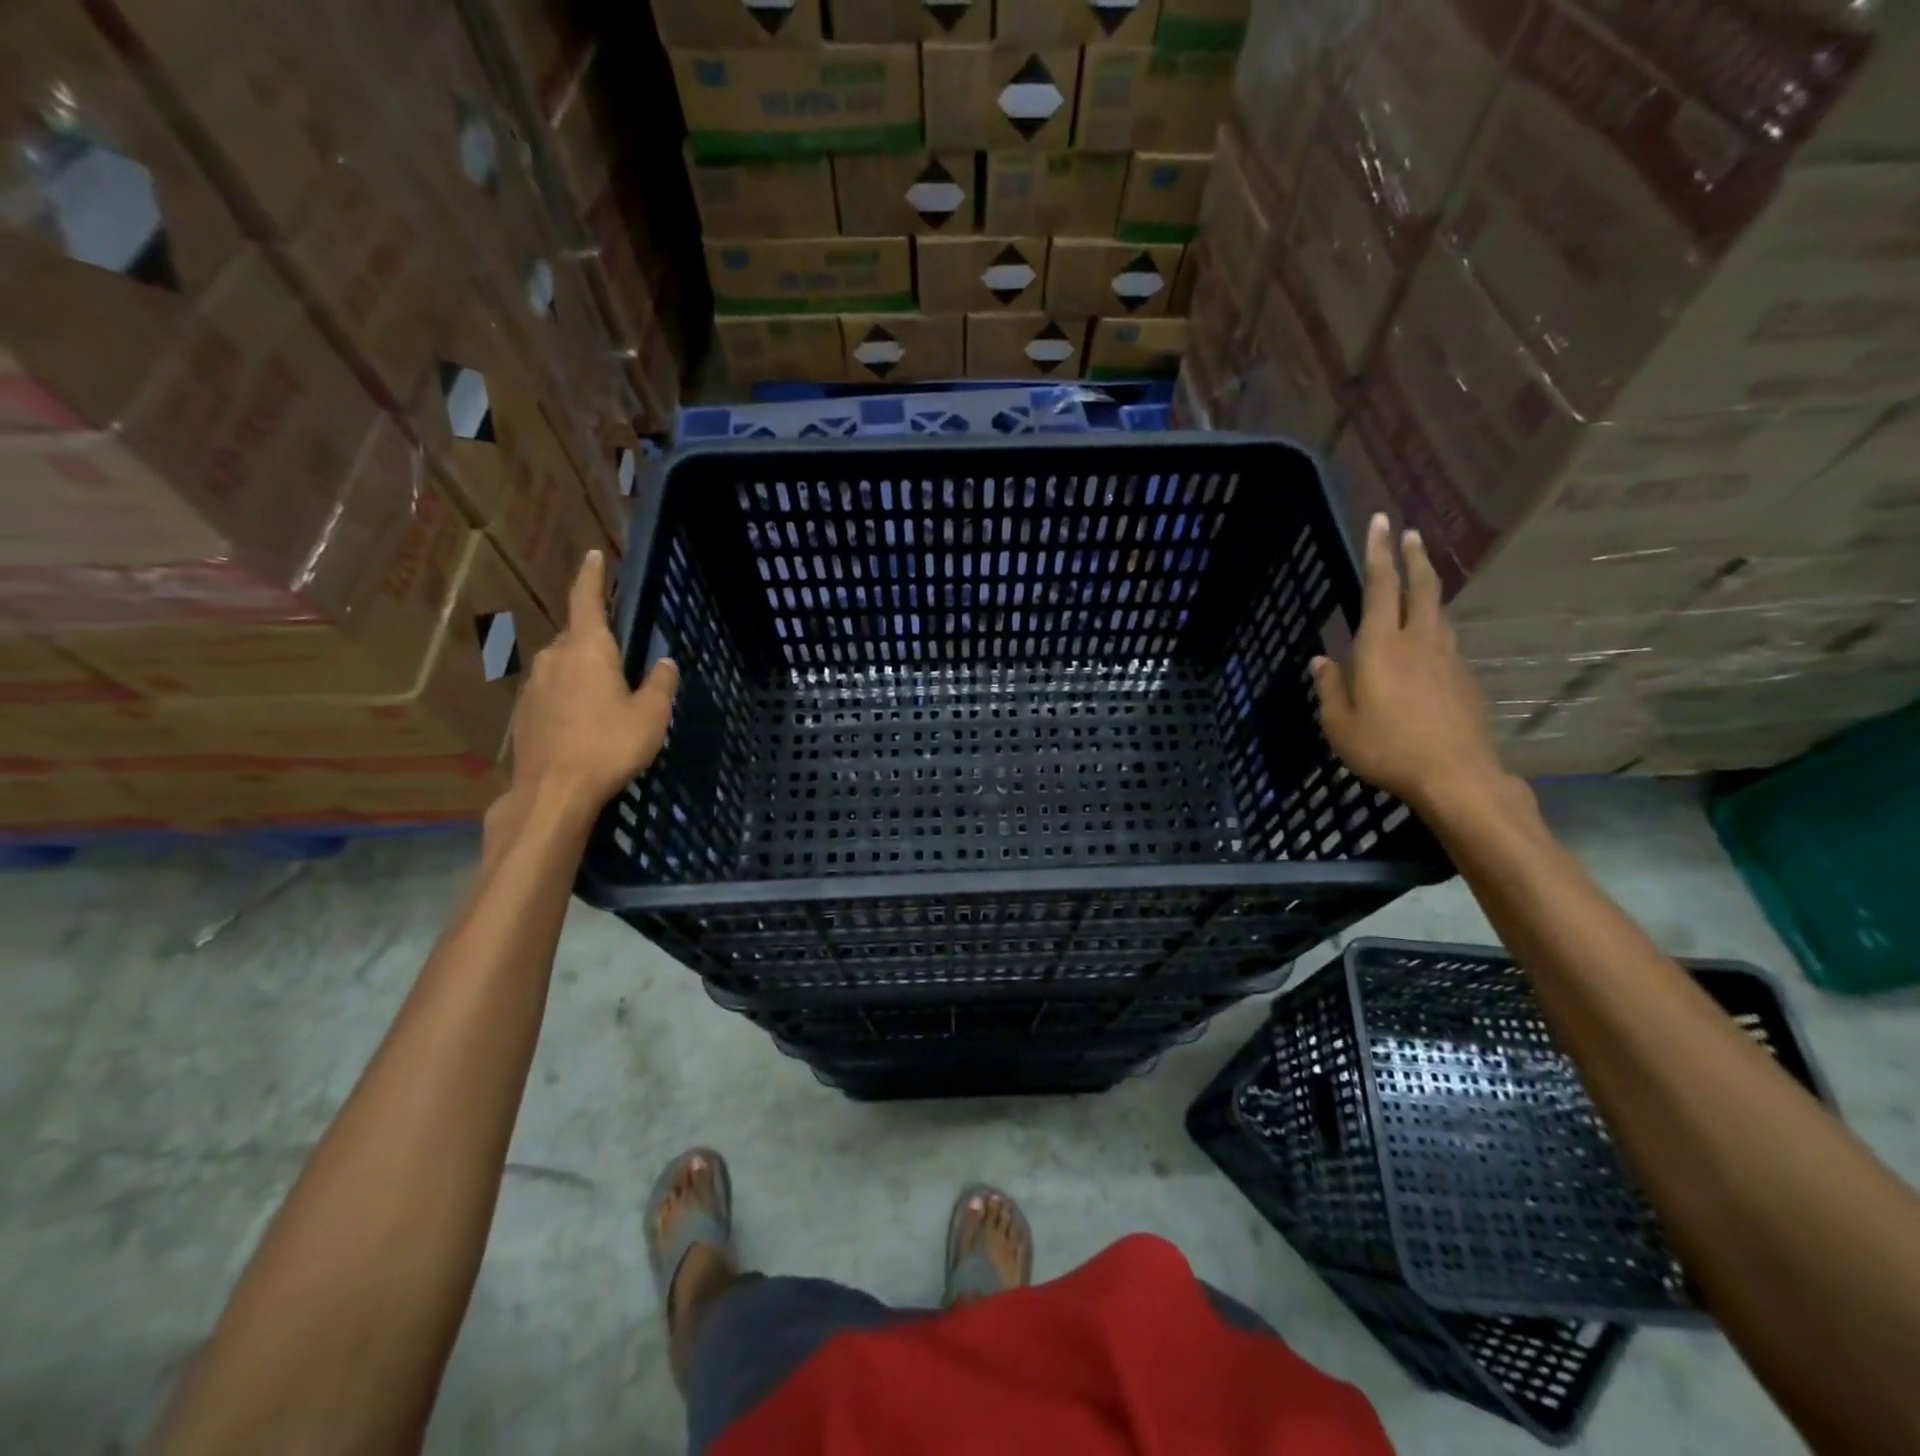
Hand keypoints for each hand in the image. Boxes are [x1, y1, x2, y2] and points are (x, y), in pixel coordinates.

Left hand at [507, 550, 678, 819]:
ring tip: (605, 695)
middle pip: (576, 637)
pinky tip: (583, 721)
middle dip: (596, 640)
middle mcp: (554, 658)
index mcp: (587, 649)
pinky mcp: (523, 713)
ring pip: (562, 666)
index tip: (593, 555)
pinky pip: (552, 692)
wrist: (553, 791)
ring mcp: (533, 686)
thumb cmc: (608, 745)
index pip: (587, 600)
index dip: (592, 577)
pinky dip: (569, 696)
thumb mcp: (650, 716)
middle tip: (620, 655)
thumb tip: (665, 663)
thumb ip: (660, 684)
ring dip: (582, 672)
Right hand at [1311, 514, 1504, 811]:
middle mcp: (1418, 641)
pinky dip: (1434, 630)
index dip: (1378, 552)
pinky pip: (1445, 642)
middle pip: (1421, 587)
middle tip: (1411, 533)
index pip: (1380, 586)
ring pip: (1438, 613)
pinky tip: (1426, 645)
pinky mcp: (1465, 678)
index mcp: (1380, 646)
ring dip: (1427, 590)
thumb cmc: (1385, 748)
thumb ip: (1329, 688)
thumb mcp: (1338, 724)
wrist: (1455, 775)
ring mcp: (1447, 658)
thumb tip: (1321, 662)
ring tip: (1418, 583)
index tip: (1381, 521)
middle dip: (1414, 557)